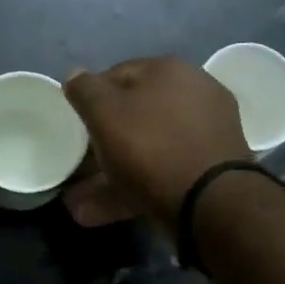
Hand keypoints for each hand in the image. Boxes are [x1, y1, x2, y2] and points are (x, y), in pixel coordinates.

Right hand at [62, 58, 250, 227]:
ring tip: (78, 203)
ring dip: (109, 174)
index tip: (74, 126)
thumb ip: (86, 90)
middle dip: (102, 142)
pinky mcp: (208, 170)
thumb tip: (74, 74)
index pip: (117, 74)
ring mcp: (205, 133)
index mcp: (169, 70)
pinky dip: (131, 189)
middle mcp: (193, 93)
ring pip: (146, 149)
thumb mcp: (105, 113)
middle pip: (135, 115)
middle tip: (77, 167)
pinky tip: (100, 212)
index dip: (90, 99)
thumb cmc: (151, 147)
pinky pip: (160, 173)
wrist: (211, 201)